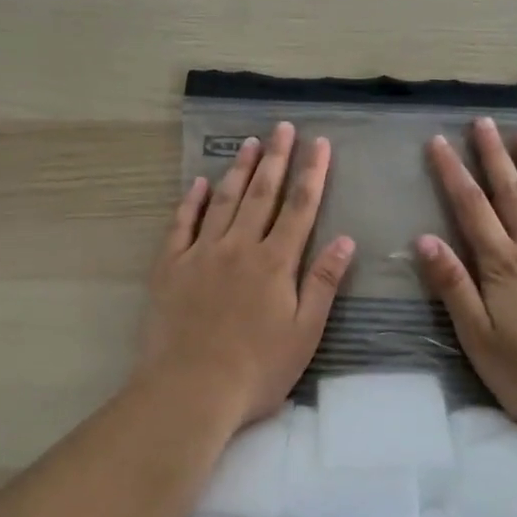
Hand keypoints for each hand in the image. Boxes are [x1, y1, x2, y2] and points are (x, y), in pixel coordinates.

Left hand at [137, 121, 355, 432]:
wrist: (190, 389)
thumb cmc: (257, 369)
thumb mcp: (304, 332)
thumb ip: (323, 282)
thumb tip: (346, 239)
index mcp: (275, 262)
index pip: (299, 207)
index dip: (312, 173)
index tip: (319, 143)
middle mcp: (240, 246)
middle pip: (262, 193)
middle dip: (276, 158)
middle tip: (282, 127)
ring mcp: (201, 252)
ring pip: (223, 200)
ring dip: (238, 169)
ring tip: (250, 143)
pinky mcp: (170, 265)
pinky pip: (181, 223)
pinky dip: (191, 200)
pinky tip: (198, 182)